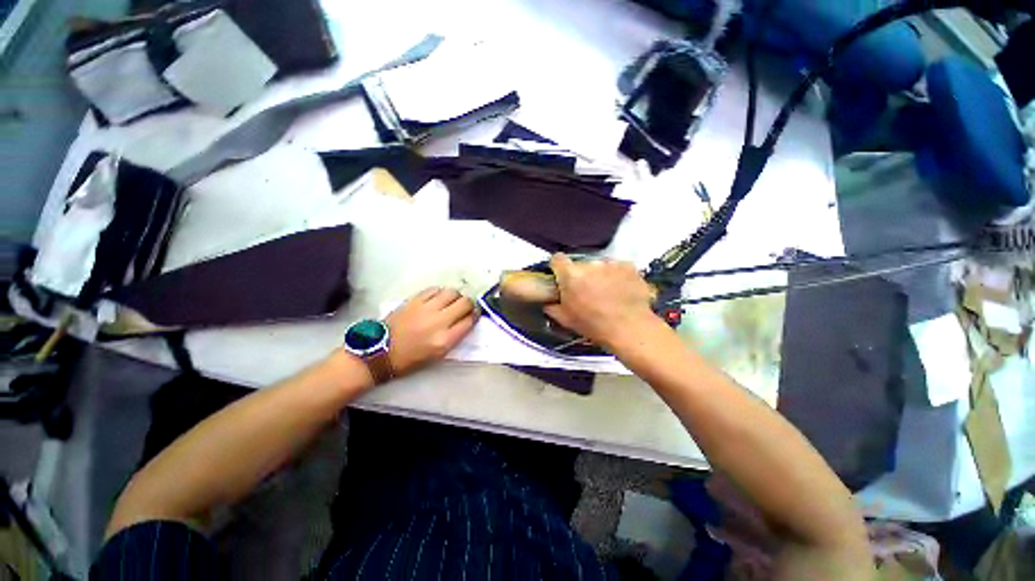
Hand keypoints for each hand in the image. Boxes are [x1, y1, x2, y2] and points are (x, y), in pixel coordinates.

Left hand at [384, 287, 478, 376]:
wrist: (380, 351)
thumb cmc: (411, 358)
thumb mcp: (438, 354)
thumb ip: (455, 337)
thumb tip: (467, 320)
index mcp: (445, 340)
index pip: (470, 321)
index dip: (476, 315)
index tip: (475, 314)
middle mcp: (439, 321)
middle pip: (465, 303)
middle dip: (469, 304)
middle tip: (465, 307)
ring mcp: (426, 308)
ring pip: (452, 292)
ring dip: (456, 296)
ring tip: (451, 301)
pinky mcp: (414, 300)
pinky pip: (435, 289)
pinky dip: (440, 293)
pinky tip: (438, 298)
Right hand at [543, 253, 658, 349]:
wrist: (630, 329)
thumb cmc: (593, 325)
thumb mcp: (565, 319)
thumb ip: (552, 306)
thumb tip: (549, 300)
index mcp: (570, 274)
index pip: (557, 259)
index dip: (557, 267)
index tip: (561, 276)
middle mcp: (589, 263)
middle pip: (581, 265)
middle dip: (581, 275)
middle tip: (587, 291)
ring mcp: (611, 263)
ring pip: (600, 266)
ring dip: (600, 275)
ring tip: (607, 293)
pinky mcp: (629, 266)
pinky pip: (618, 268)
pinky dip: (618, 276)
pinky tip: (622, 290)